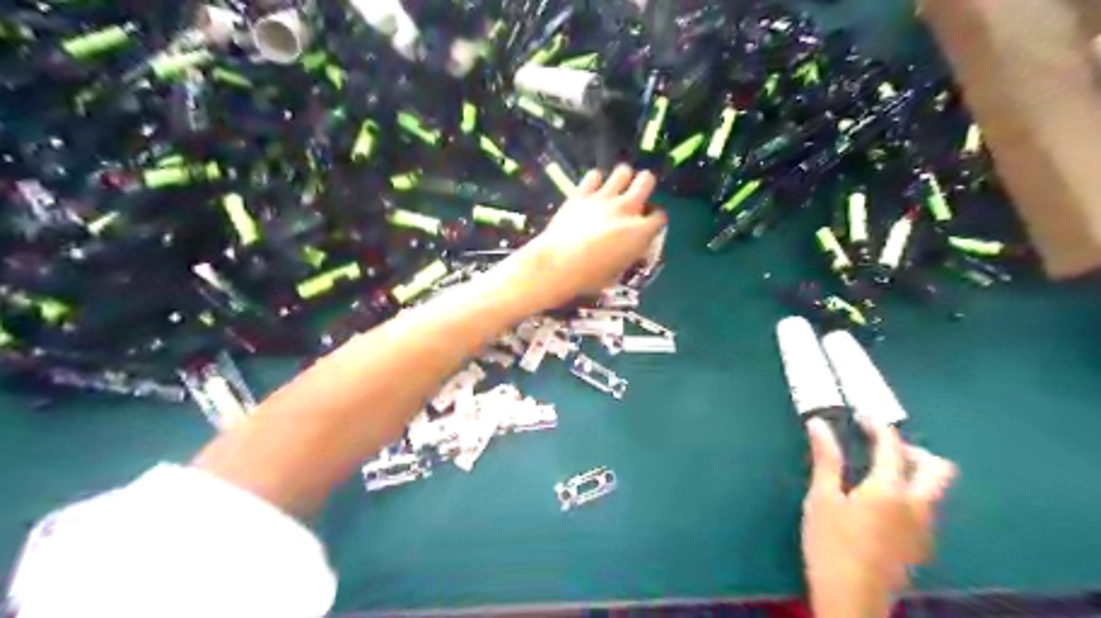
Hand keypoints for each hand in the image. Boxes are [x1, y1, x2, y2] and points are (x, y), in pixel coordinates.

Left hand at [512, 163, 666, 308]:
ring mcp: (604, 198)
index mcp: (640, 232)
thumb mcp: (617, 273)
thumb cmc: (590, 277)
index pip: (659, 217)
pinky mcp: (581, 194)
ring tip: (617, 186)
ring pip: (623, 172)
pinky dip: (594, 180)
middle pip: (646, 181)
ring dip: (622, 177)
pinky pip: (593, 176)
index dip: (655, 220)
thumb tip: (626, 251)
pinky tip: (592, 187)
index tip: (648, 224)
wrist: (558, 264)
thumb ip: (627, 255)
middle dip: (644, 185)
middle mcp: (627, 209)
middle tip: (638, 193)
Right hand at [802, 417, 954, 614]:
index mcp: (890, 490)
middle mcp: (917, 506)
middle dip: (913, 450)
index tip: (862, 416)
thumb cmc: (831, 544)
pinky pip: (924, 509)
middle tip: (880, 447)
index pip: (892, 446)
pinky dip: (908, 495)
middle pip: (938, 468)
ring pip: (933, 490)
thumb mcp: (821, 498)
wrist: (851, 599)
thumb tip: (818, 425)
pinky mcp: (921, 546)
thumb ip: (826, 460)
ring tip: (875, 474)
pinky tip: (878, 505)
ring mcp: (924, 529)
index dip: (879, 426)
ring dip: (911, 473)